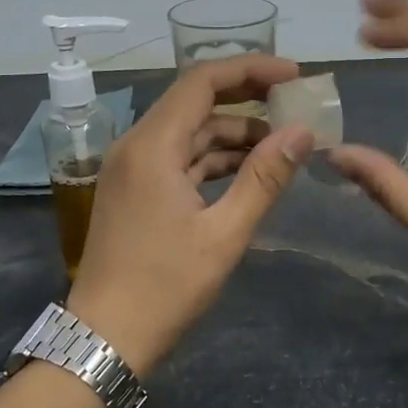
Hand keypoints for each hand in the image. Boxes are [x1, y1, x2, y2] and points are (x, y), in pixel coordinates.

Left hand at [67, 54, 313, 374]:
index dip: (251, 70)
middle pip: (195, 102)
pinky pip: (179, 158)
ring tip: (282, 148)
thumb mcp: (224, 234)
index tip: (294, 76)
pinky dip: (213, 159)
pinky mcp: (135, 190)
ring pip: (189, 132)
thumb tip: (303, 132)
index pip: (202, 81)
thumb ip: (264, 178)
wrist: (105, 337)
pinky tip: (248, 172)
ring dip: (234, 135)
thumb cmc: (165, 287)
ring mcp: (132, 168)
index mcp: (152, 146)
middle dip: (247, 100)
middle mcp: (136, 145)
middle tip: (294, 108)